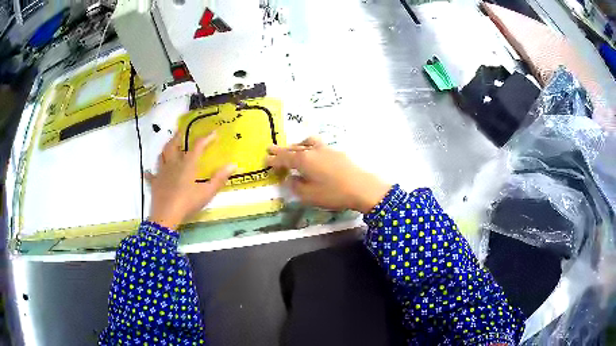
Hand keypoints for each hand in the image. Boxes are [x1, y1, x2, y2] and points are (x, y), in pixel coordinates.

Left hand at [146, 132, 235, 229]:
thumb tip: (233, 165)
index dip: (206, 137)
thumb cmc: (188, 202)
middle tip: (180, 131)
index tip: (214, 132)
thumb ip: (219, 178)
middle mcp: (173, 163)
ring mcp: (162, 172)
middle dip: (177, 137)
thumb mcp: (207, 192)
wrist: (166, 214)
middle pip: (173, 145)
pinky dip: (150, 172)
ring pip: (161, 155)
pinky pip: (151, 174)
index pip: (198, 146)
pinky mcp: (155, 182)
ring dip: (165, 149)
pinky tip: (148, 171)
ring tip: (169, 146)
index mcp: (187, 164)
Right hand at [266, 137, 390, 212]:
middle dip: (281, 150)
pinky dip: (308, 146)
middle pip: (293, 148)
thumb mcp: (309, 195)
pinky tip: (311, 153)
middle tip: (270, 149)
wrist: (362, 187)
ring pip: (306, 143)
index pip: (284, 158)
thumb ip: (296, 186)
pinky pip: (316, 145)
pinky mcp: (336, 152)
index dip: (273, 160)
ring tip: (291, 149)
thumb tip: (290, 179)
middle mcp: (312, 150)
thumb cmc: (333, 193)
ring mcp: (325, 149)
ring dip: (295, 145)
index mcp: (303, 160)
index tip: (265, 160)